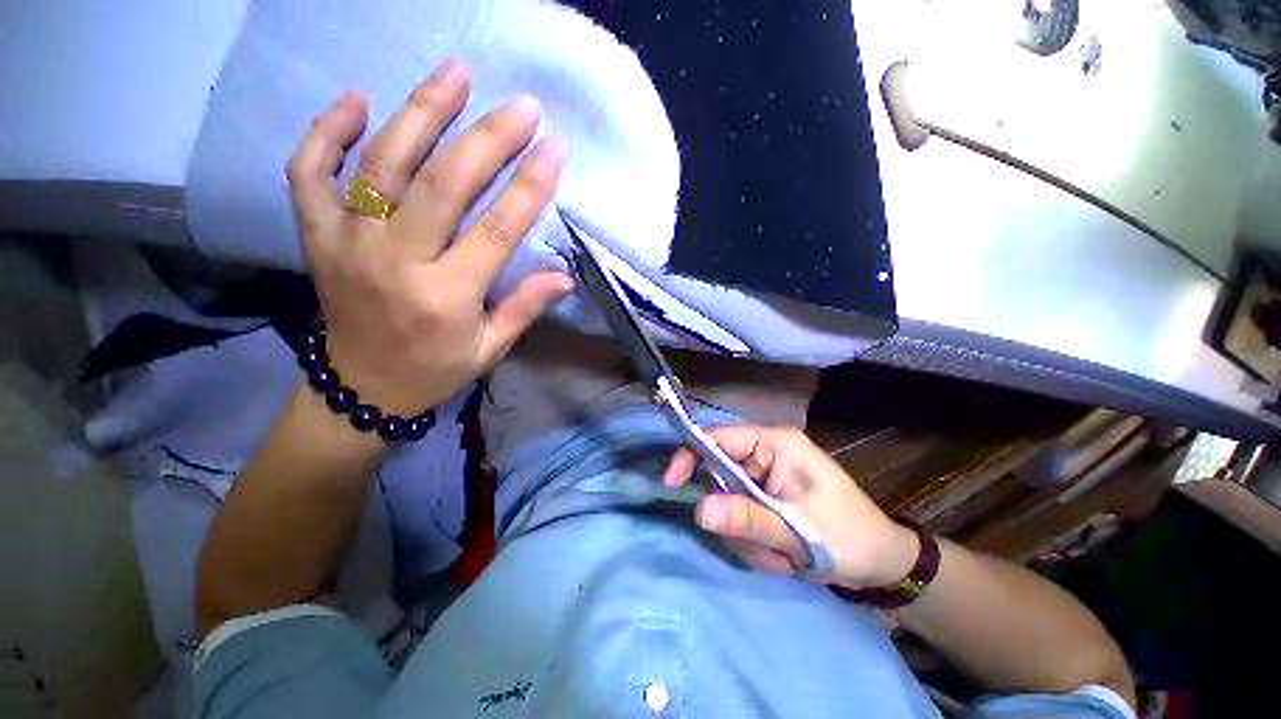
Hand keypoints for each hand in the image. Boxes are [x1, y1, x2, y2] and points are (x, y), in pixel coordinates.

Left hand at [286, 59, 573, 415]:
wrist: (361, 387)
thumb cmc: (435, 369)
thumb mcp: (490, 349)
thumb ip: (524, 308)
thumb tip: (564, 277)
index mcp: (446, 297)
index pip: (496, 230)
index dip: (528, 186)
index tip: (553, 148)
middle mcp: (395, 263)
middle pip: (442, 185)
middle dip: (487, 139)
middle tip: (520, 105)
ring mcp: (348, 244)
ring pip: (383, 165)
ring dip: (420, 113)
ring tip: (455, 73)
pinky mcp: (317, 236)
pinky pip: (309, 174)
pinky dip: (327, 132)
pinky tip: (357, 101)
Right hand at [662, 426, 918, 589]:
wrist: (882, 565)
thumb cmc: (849, 539)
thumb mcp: (798, 532)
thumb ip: (747, 519)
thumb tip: (699, 510)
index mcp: (776, 444)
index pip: (718, 438)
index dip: (690, 455)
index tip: (672, 484)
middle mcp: (767, 453)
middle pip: (720, 473)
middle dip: (733, 514)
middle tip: (763, 545)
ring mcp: (766, 475)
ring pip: (728, 499)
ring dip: (747, 533)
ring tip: (783, 553)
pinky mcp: (767, 495)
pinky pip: (740, 513)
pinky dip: (753, 538)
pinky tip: (783, 553)